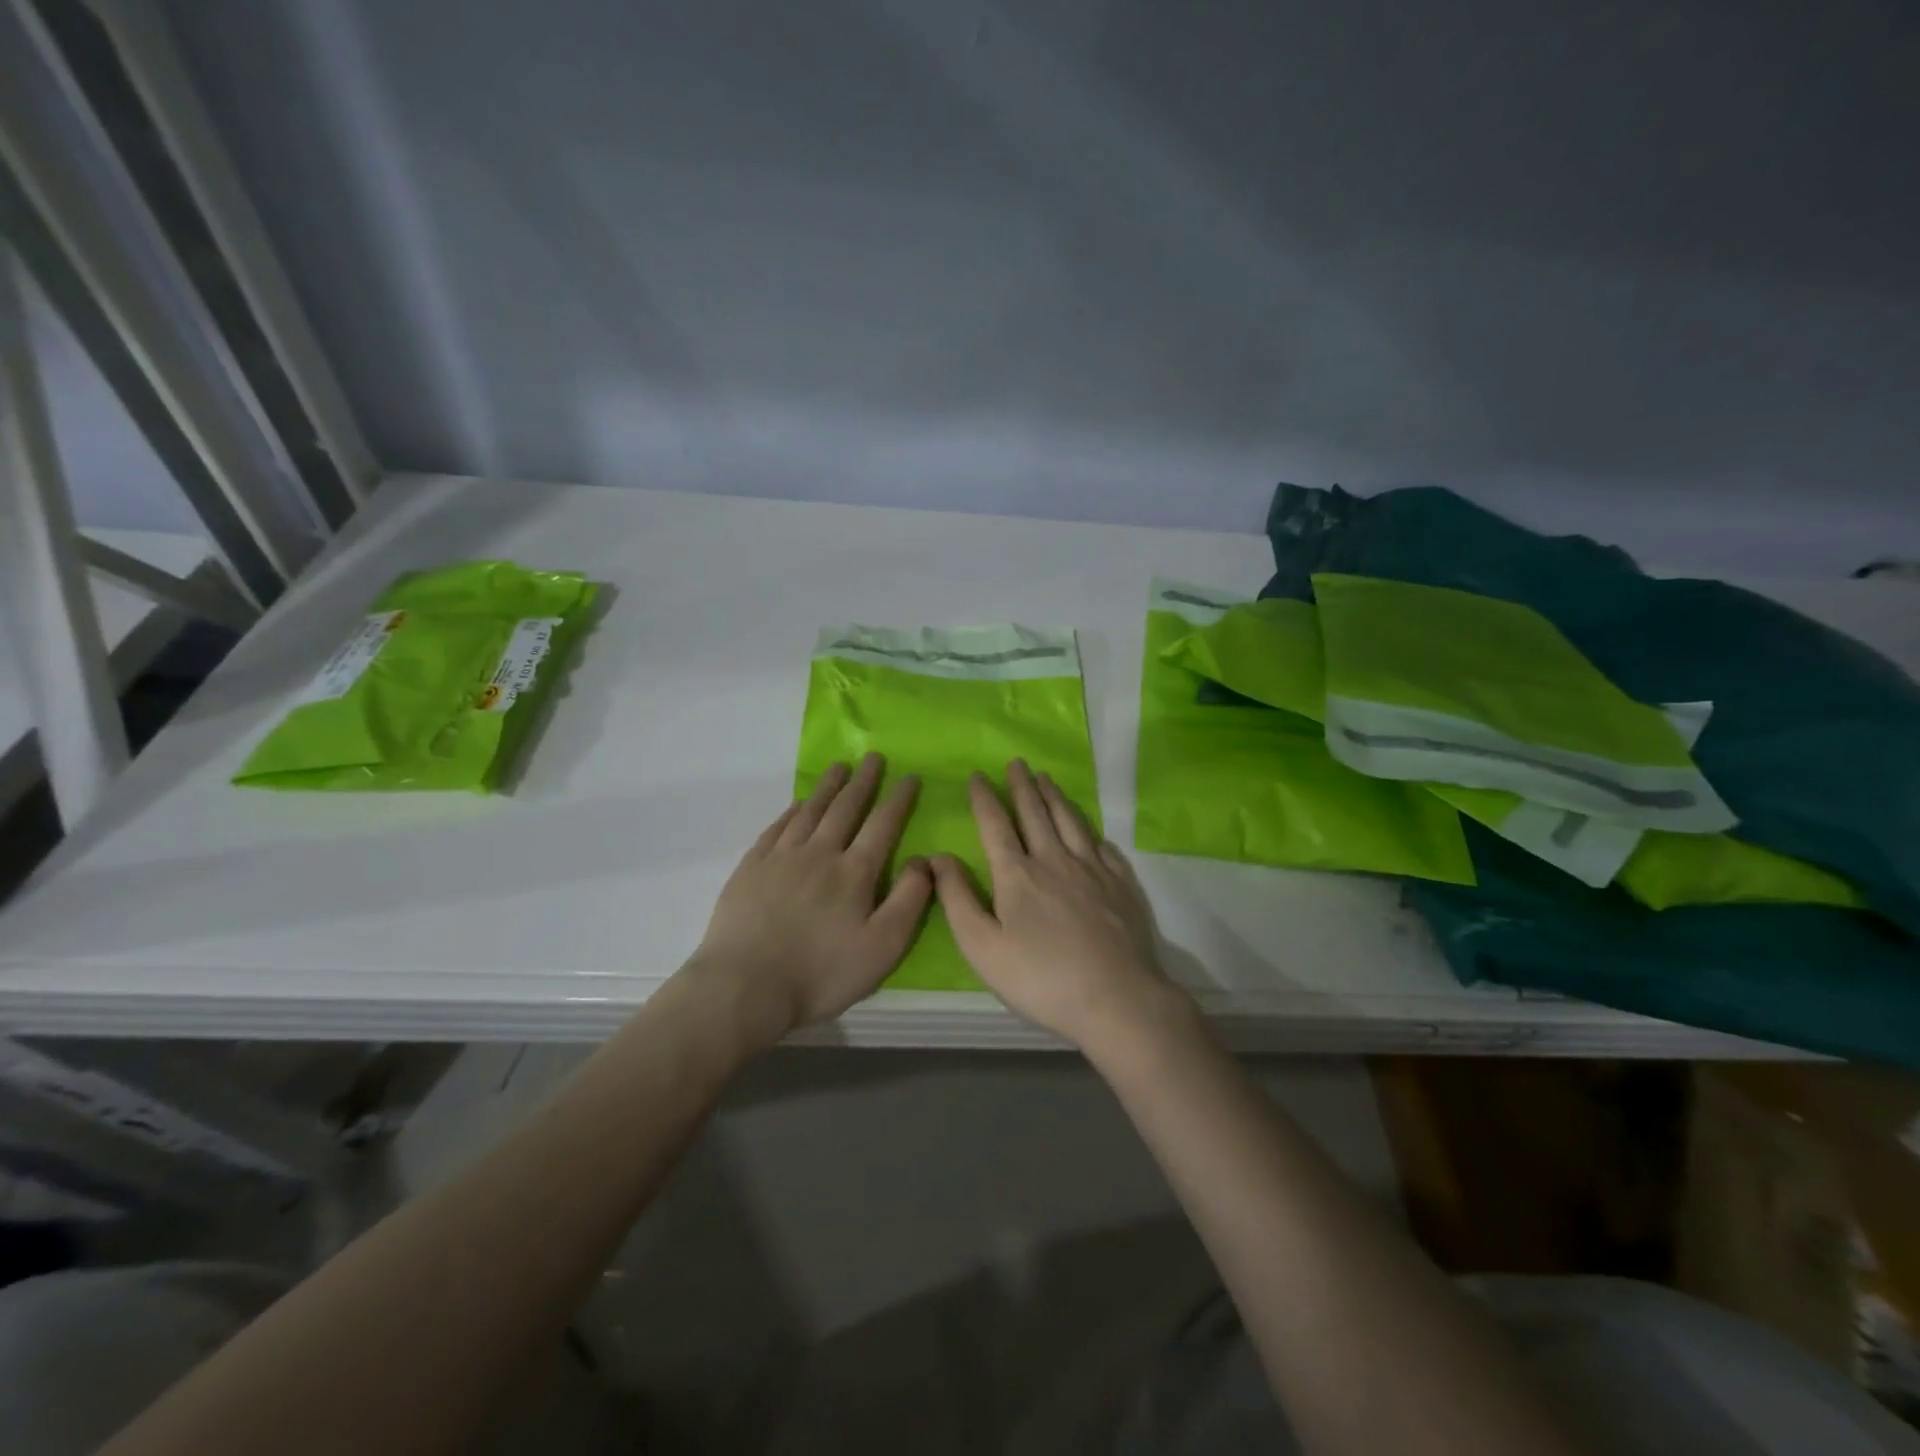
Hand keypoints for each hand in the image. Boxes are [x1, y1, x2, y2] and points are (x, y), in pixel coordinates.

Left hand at [688, 754, 931, 1045]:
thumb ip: (909, 900)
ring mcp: (781, 858)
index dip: (898, 799)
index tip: (909, 777)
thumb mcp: (883, 947)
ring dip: (827, 787)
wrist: (744, 986)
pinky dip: (792, 811)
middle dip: (863, 781)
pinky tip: (797, 805)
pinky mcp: (751, 868)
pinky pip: (777, 827)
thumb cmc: (820, 973)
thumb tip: (923, 860)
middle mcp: (819, 853)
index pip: (882, 825)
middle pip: (845, 808)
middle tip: (873, 758)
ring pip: (810, 811)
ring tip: (839, 768)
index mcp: (854, 872)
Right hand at [931, 759, 1183, 1052]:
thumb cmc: (1041, 978)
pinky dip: (1091, 832)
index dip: (985, 798)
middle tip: (1017, 763)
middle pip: (1036, 813)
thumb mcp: (983, 947)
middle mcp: (1055, 860)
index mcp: (1017, 875)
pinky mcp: (1122, 885)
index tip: (978, 775)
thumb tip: (939, 857)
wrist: (1117, 998)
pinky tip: (1090, 831)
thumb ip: (958, 899)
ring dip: (1055, 797)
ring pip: (1071, 822)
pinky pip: (1104, 847)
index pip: (996, 824)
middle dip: (1022, 786)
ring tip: (1047, 779)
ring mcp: (1093, 870)